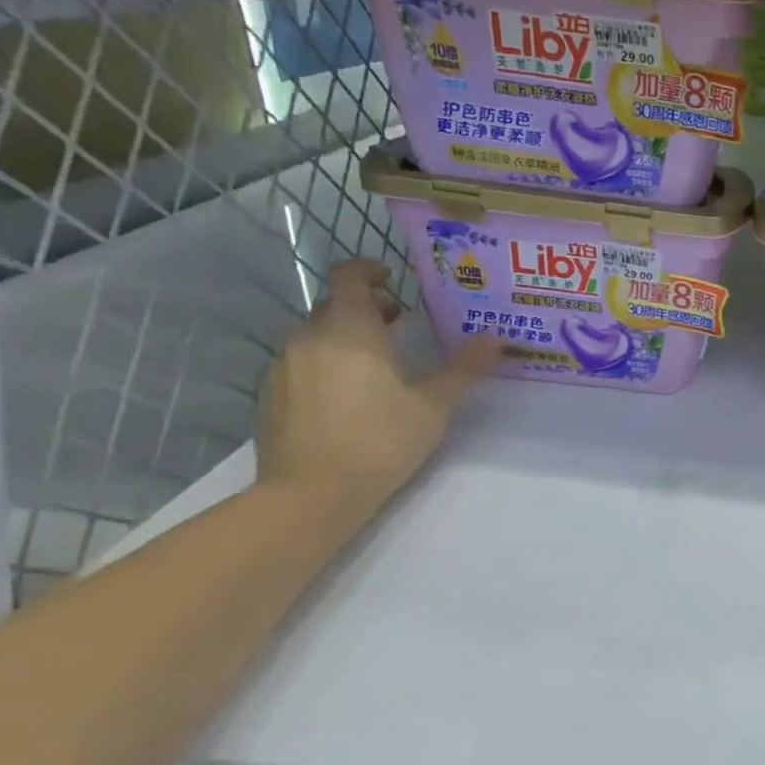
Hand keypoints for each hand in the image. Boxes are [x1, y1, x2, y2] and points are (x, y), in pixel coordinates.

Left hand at [255, 259, 503, 521]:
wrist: (312, 494)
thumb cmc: (381, 439)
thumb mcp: (435, 405)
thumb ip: (464, 368)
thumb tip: (494, 338)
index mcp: (351, 329)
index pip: (350, 277)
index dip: (370, 270)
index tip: (393, 279)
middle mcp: (310, 337)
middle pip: (335, 306)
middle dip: (367, 308)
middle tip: (400, 325)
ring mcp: (283, 367)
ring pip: (317, 336)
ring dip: (347, 338)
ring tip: (379, 365)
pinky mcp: (270, 396)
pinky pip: (302, 364)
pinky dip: (327, 365)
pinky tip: (349, 397)